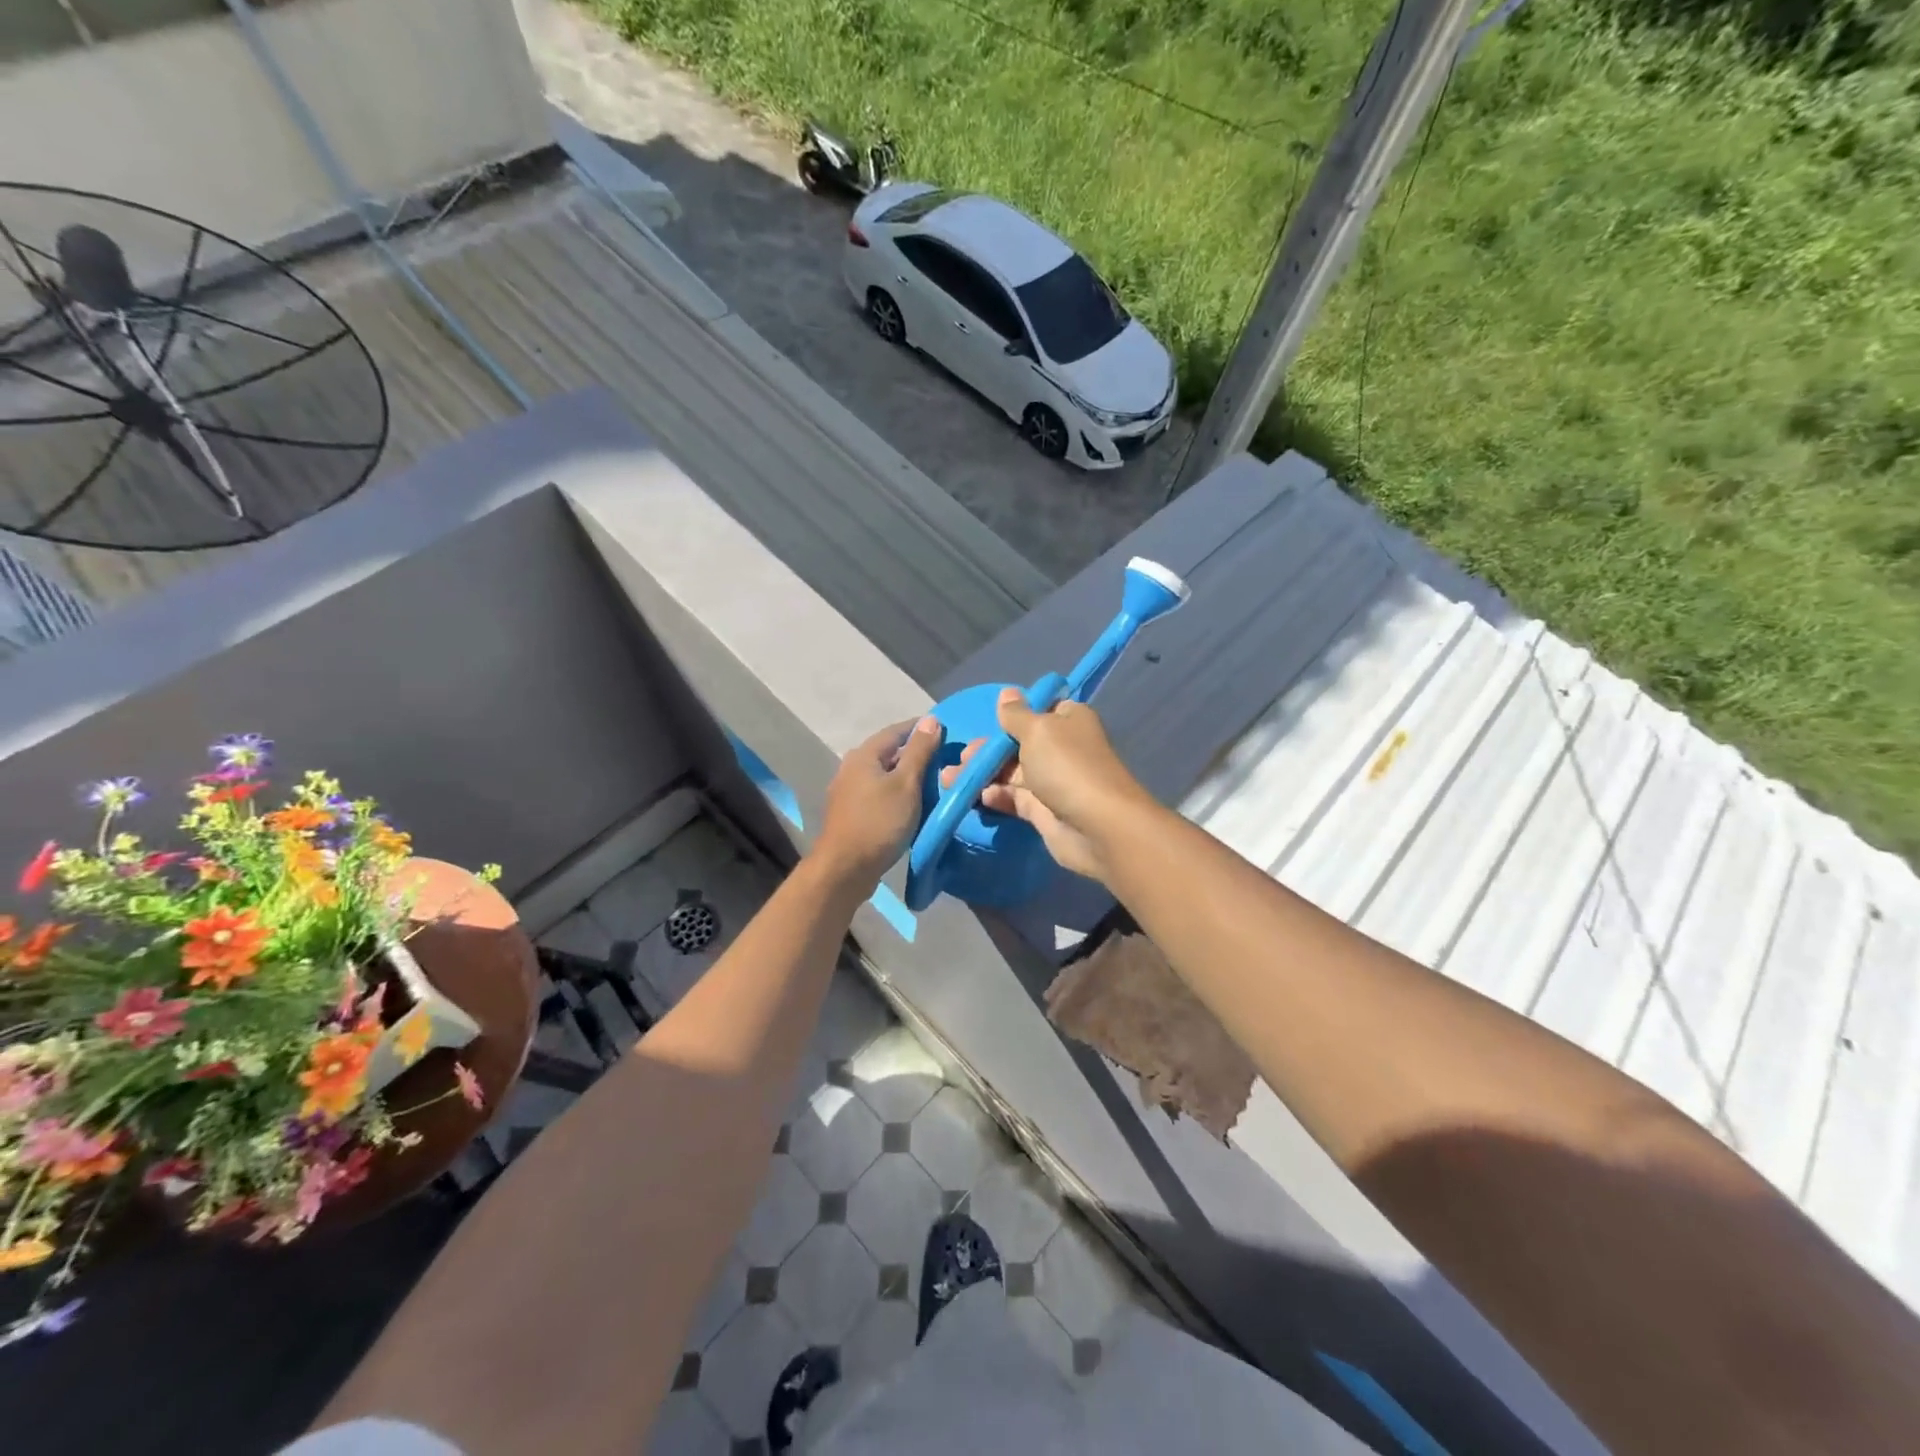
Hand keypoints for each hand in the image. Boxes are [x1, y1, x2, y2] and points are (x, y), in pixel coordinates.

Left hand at [812, 717, 943, 888]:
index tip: (947, 732)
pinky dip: (897, 792)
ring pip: (884, 774)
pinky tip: (912, 803)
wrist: (845, 869)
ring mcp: (848, 791)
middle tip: (945, 759)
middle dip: (916, 753)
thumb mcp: (906, 784)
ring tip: (934, 781)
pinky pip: (878, 793)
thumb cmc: (879, 822)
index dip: (922, 729)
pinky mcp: (850, 812)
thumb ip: (919, 751)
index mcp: (864, 754)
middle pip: (889, 752)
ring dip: (906, 775)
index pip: (897, 730)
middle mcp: (851, 767)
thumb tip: (931, 720)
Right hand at [939, 689, 1154, 885]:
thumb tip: (1007, 693)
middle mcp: (1061, 748)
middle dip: (988, 749)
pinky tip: (977, 797)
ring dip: (982, 774)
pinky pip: (1013, 799)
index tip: (986, 719)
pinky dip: (995, 796)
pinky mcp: (1043, 811)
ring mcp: (1052, 781)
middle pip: (1018, 743)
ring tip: (952, 779)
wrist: (1097, 827)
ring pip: (1011, 772)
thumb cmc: (1067, 767)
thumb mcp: (1037, 730)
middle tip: (962, 756)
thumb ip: (1016, 715)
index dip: (1013, 714)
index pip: (1039, 710)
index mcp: (1068, 720)